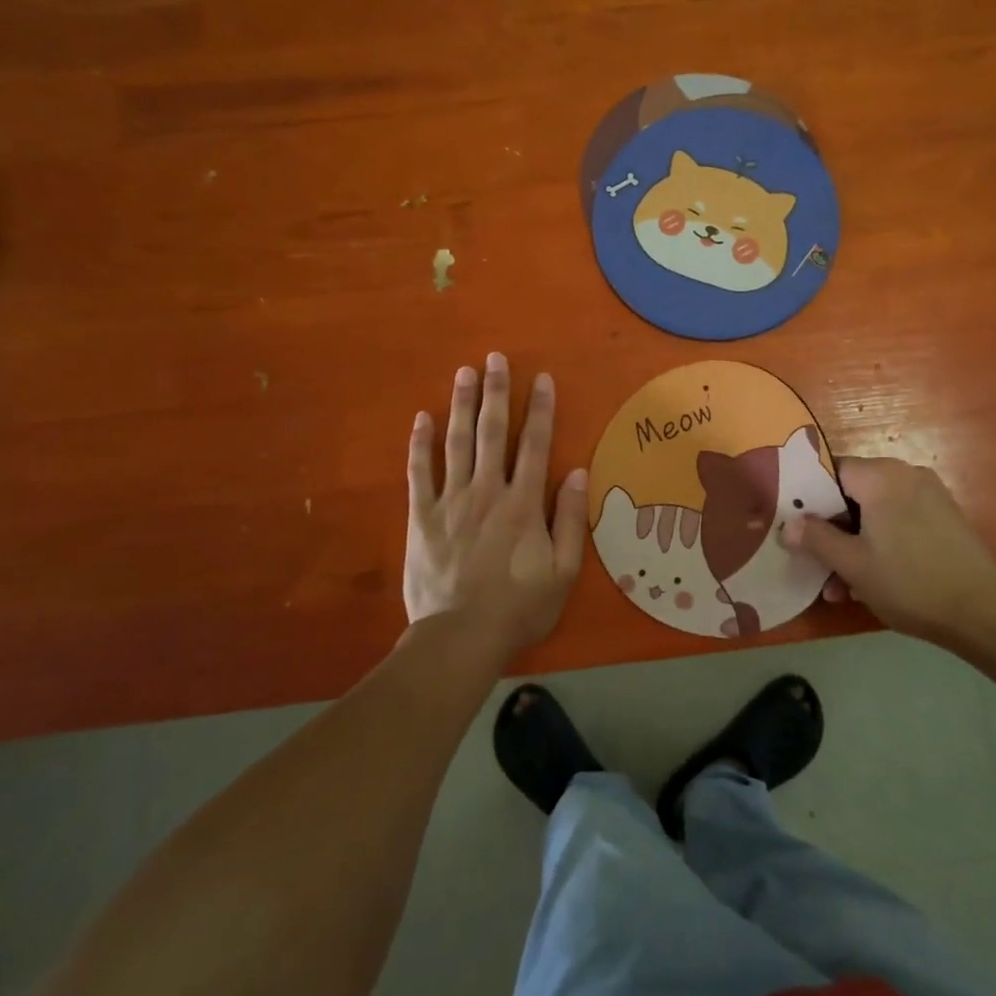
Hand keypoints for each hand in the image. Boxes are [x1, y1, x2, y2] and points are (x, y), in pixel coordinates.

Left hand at [404, 353, 586, 661]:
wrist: (460, 637)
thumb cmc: (519, 607)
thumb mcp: (563, 571)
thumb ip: (569, 519)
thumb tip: (577, 473)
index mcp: (523, 503)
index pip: (535, 444)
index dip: (540, 409)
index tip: (541, 378)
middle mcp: (487, 491)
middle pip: (492, 432)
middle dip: (496, 392)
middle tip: (495, 358)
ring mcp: (451, 501)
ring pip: (456, 443)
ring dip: (461, 405)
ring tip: (464, 372)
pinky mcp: (422, 516)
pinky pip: (419, 473)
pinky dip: (420, 444)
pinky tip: (422, 418)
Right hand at [786, 457, 995, 642]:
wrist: (983, 612)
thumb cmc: (909, 582)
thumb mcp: (852, 564)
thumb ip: (816, 539)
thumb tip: (787, 525)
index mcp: (881, 476)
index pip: (831, 471)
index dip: (809, 499)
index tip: (797, 528)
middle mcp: (906, 475)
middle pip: (853, 494)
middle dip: (833, 531)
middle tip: (818, 565)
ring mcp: (930, 496)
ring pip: (876, 513)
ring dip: (855, 545)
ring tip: (843, 588)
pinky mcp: (945, 519)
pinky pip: (900, 522)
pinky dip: (882, 544)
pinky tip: (874, 581)